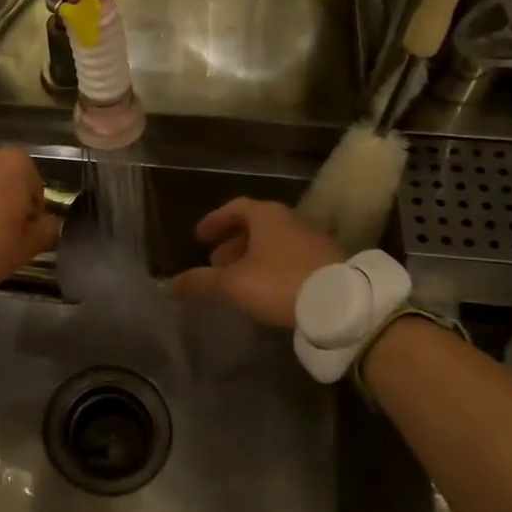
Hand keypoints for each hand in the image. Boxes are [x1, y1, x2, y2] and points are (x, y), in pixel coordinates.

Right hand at [171, 198, 343, 329]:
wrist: (342, 304)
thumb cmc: (280, 282)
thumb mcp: (234, 284)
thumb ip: (201, 282)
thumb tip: (168, 285)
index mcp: (266, 216)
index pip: (235, 207)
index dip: (215, 221)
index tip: (200, 237)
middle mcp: (291, 220)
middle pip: (256, 225)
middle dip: (233, 243)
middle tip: (216, 263)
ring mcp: (313, 240)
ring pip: (275, 243)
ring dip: (253, 257)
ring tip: (239, 280)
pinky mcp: (328, 262)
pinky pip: (291, 258)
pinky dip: (273, 267)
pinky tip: (267, 290)